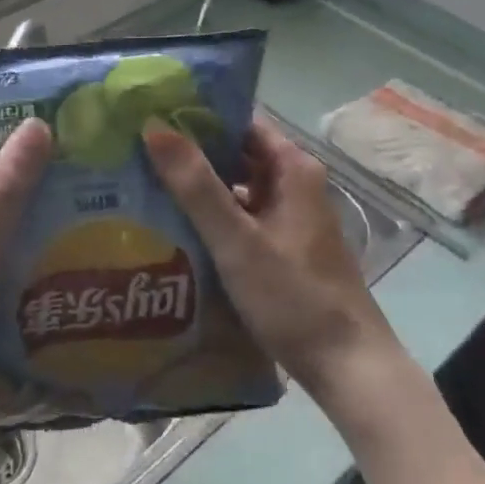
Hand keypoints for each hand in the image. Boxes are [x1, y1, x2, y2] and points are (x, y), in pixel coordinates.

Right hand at [142, 113, 407, 405]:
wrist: (348, 369)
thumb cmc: (294, 297)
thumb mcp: (237, 240)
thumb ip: (195, 185)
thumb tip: (154, 126)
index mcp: (292, 169)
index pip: (239, 123)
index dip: (197, 116)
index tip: (153, 114)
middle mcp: (293, 185)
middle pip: (235, 154)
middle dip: (190, 152)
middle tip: (136, 148)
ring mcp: (287, 218)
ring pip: (235, 188)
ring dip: (196, 186)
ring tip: (143, 182)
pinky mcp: (280, 248)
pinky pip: (239, 217)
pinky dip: (209, 216)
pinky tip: (173, 225)